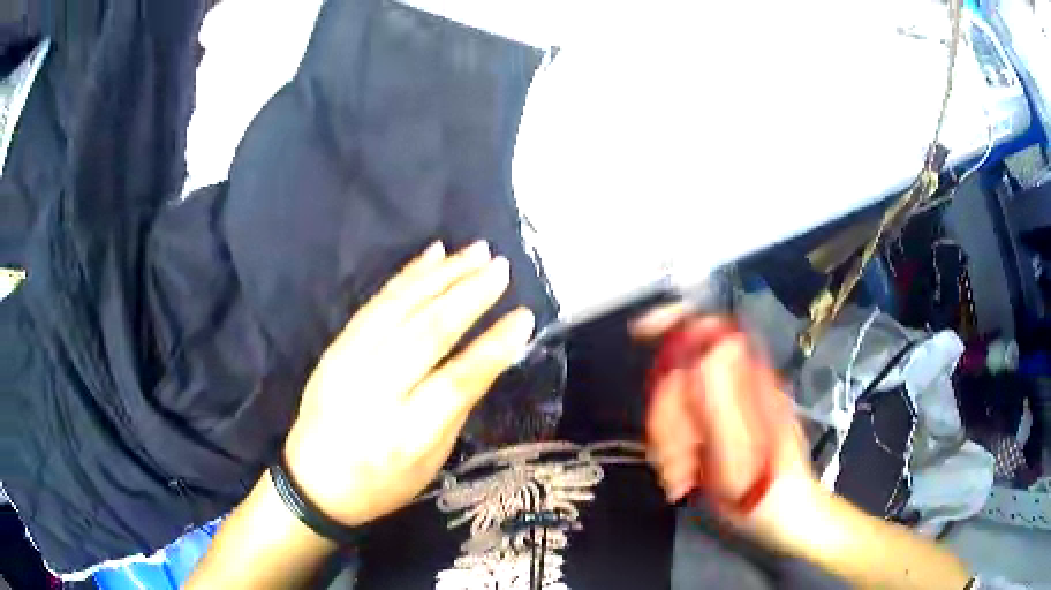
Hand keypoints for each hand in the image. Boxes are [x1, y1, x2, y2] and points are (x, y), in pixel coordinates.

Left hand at [284, 241, 535, 526]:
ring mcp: (348, 364)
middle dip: (469, 295)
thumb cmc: (381, 483)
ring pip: (400, 308)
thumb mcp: (430, 462)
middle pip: (426, 333)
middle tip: (502, 269)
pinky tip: (432, 256)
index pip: (457, 380)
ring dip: (442, 275)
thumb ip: (455, 408)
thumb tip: (486, 357)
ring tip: (477, 251)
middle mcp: (374, 392)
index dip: (494, 346)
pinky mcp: (335, 347)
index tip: (524, 317)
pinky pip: (374, 303)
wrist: (313, 481)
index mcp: (405, 434)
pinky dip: (407, 276)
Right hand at [639, 313, 823, 551]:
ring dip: (666, 443)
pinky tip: (683, 477)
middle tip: (676, 454)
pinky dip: (669, 455)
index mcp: (750, 380)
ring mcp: (721, 408)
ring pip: (670, 404)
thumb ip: (723, 403)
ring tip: (683, 475)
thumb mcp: (747, 453)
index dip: (675, 322)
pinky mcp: (710, 430)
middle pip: (677, 374)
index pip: (710, 330)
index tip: (642, 333)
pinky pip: (672, 429)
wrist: (780, 516)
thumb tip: (707, 352)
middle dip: (666, 416)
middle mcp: (734, 386)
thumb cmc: (771, 490)